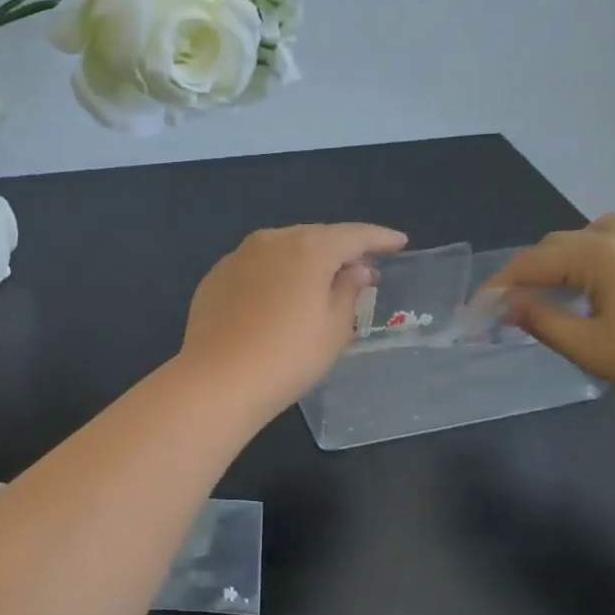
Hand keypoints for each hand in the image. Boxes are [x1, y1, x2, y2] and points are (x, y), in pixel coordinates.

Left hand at [179, 223, 407, 418]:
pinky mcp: (216, 277)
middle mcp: (271, 241)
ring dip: (305, 259)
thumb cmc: (289, 356)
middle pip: (315, 236)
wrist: (218, 379)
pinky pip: (256, 266)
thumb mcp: (334, 328)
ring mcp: (237, 256)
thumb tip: (356, 270)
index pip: (353, 235)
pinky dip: (275, 273)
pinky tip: (280, 295)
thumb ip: (349, 291)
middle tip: (361, 266)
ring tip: (322, 278)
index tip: (398, 242)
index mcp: (307, 248)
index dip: (379, 238)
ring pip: (282, 248)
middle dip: (340, 248)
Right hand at [485, 214, 614, 406]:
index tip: (476, 312)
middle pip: (560, 243)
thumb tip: (509, 304)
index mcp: (594, 256)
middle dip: (530, 270)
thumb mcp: (588, 347)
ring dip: (577, 250)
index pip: (530, 264)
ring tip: (569, 280)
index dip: (498, 286)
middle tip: (513, 305)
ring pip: (605, 229)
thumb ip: (542, 322)